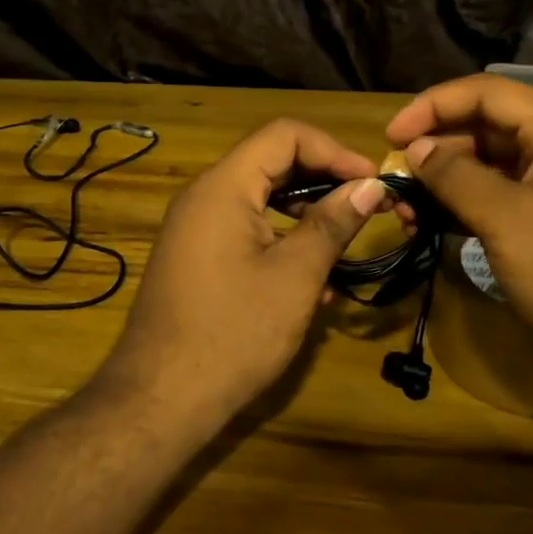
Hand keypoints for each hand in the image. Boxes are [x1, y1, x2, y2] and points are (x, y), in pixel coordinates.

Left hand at [100, 120, 388, 432]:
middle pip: (272, 163)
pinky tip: (311, 282)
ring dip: (306, 215)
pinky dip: (281, 241)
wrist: (160, 398)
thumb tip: (369, 187)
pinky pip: (245, 230)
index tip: (372, 181)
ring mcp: (196, 228)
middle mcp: (204, 196)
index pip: (284, 135)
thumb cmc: (233, 333)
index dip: (334, 150)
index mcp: (223, 186)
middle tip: (368, 208)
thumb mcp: (294, 276)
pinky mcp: (196, 257)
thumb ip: (332, 224)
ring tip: (345, 247)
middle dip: (324, 181)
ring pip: (261, 199)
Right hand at [386, 75, 532, 403]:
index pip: (486, 92)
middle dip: (436, 148)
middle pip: (487, 127)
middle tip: (395, 180)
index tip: (391, 137)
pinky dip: (468, 207)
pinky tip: (435, 226)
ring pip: (492, 165)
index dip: (433, 105)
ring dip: (447, 181)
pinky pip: (505, 198)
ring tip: (407, 210)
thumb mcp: (507, 221)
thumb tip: (416, 149)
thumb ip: (455, 177)